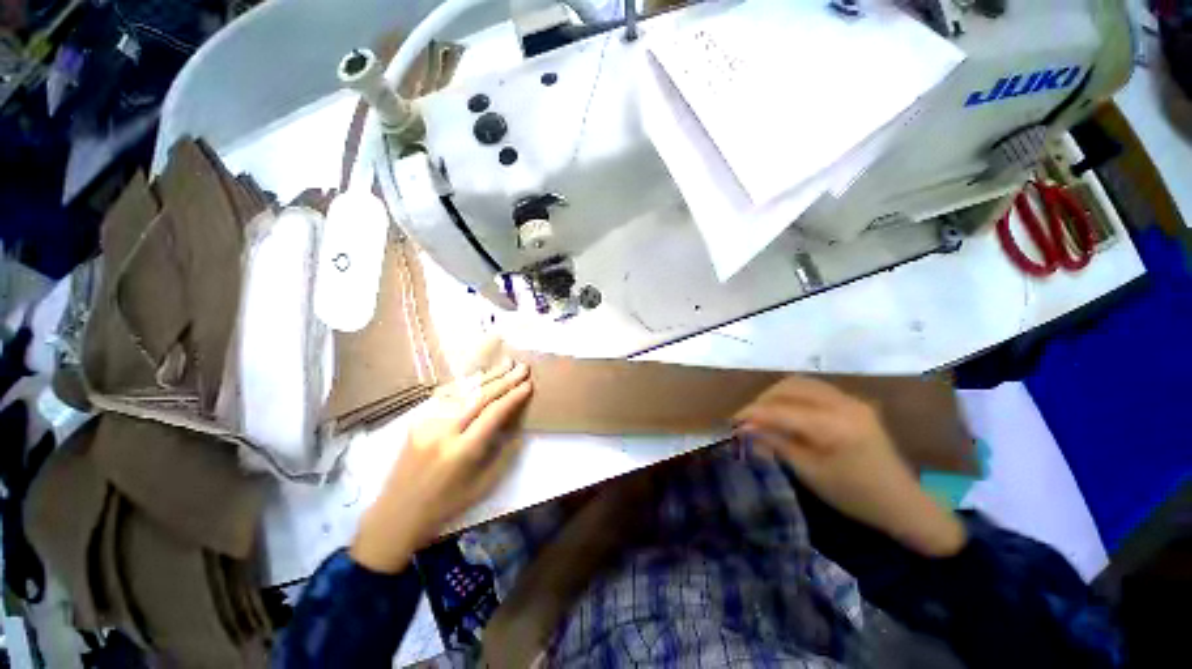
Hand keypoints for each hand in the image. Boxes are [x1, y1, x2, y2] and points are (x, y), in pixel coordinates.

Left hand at [351, 360, 532, 572]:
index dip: (513, 397)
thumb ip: (504, 452)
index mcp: (462, 451)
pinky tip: (480, 376)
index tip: (529, 385)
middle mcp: (442, 431)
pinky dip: (467, 383)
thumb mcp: (484, 485)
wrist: (396, 514)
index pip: (493, 413)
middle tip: (523, 367)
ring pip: (463, 391)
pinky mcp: (417, 420)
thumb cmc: (446, 504)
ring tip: (506, 363)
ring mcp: (426, 423)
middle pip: (479, 396)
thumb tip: (517, 425)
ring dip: (487, 376)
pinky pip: (447, 396)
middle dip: (504, 380)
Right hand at [734, 376, 965, 557]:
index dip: (753, 413)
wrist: (902, 503)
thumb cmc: (854, 496)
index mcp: (834, 426)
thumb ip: (776, 444)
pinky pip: (814, 388)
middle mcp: (843, 404)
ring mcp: (851, 400)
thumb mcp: (810, 473)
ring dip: (777, 394)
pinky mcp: (854, 402)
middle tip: (747, 418)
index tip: (731, 421)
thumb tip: (744, 428)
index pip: (782, 410)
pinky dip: (793, 395)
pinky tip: (786, 410)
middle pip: (790, 387)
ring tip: (763, 413)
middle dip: (763, 400)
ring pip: (801, 383)